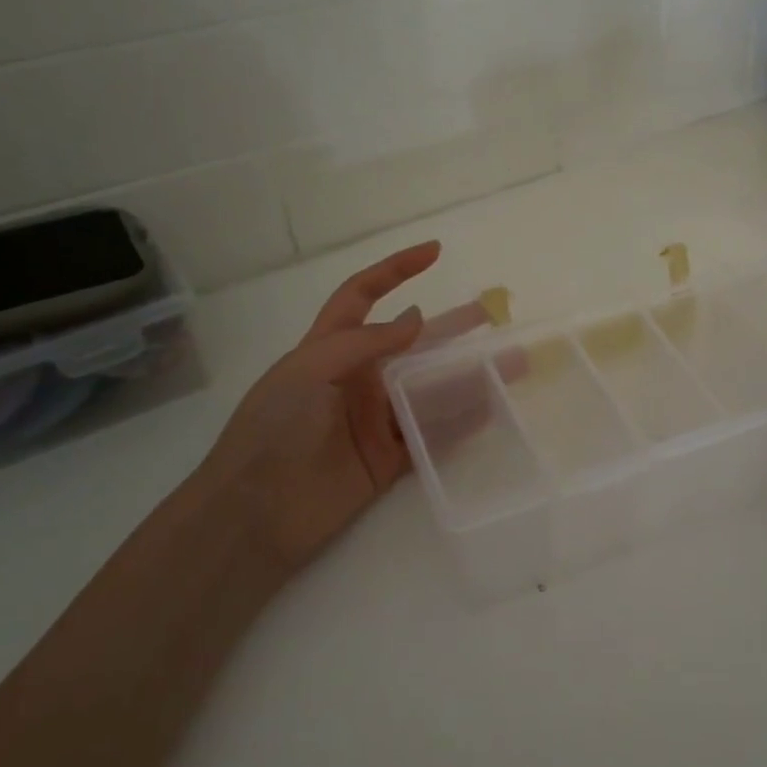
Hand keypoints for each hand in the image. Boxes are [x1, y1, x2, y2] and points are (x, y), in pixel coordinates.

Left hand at [191, 241, 486, 574]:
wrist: (256, 514)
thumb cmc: (273, 429)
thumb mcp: (309, 371)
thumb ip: (365, 343)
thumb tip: (418, 319)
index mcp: (331, 350)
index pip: (363, 296)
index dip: (395, 270)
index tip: (434, 252)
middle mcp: (358, 380)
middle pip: (412, 344)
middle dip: (452, 327)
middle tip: (493, 315)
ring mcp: (376, 420)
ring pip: (430, 390)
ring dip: (468, 376)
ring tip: (510, 364)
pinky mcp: (389, 459)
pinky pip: (432, 434)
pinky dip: (462, 422)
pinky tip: (492, 409)